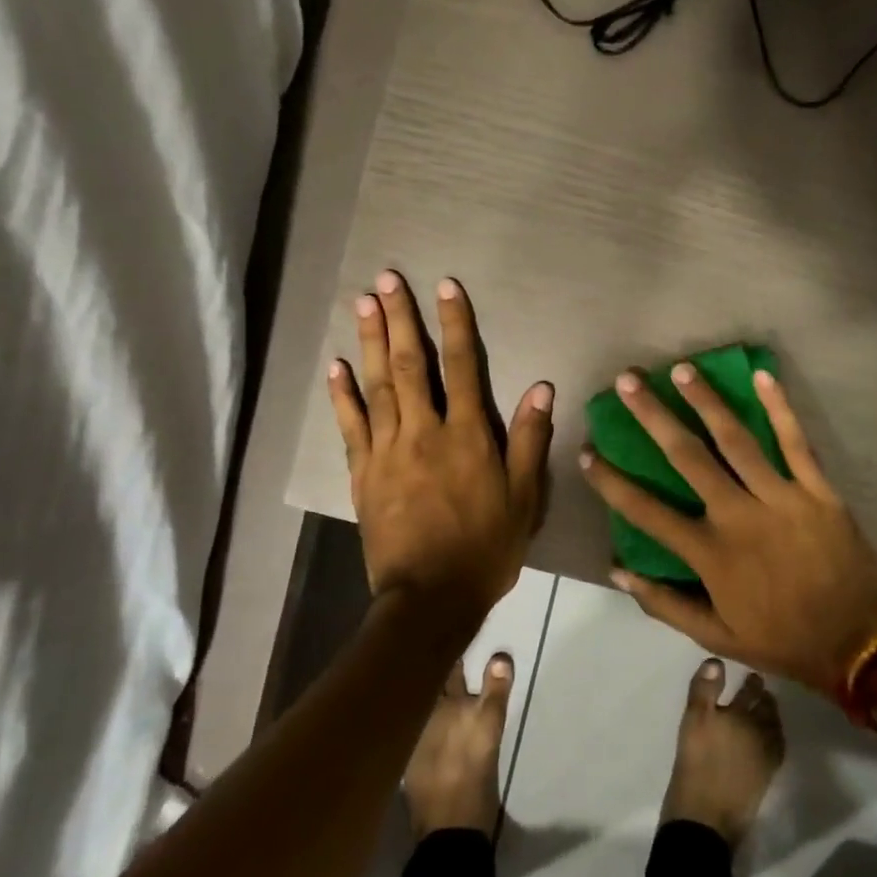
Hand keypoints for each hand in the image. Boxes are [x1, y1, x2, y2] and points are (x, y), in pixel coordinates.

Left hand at [329, 271, 553, 628]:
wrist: (431, 597)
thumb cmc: (487, 547)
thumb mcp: (524, 497)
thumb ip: (529, 439)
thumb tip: (541, 386)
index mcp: (467, 435)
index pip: (461, 366)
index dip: (454, 324)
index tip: (445, 287)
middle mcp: (424, 432)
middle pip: (409, 365)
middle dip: (399, 318)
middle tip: (386, 279)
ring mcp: (387, 451)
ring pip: (376, 386)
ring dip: (368, 341)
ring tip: (362, 303)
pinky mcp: (363, 474)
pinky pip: (350, 426)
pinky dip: (342, 395)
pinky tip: (334, 367)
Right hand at [579, 364, 876, 694]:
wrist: (858, 643)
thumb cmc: (782, 639)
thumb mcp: (715, 636)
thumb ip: (664, 603)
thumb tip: (617, 570)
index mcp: (710, 553)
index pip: (647, 511)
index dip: (612, 482)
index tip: (587, 452)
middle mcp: (738, 516)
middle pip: (687, 457)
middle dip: (654, 416)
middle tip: (629, 381)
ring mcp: (780, 497)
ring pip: (737, 439)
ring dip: (706, 401)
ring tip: (682, 369)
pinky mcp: (817, 490)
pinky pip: (796, 442)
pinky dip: (780, 408)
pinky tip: (761, 375)